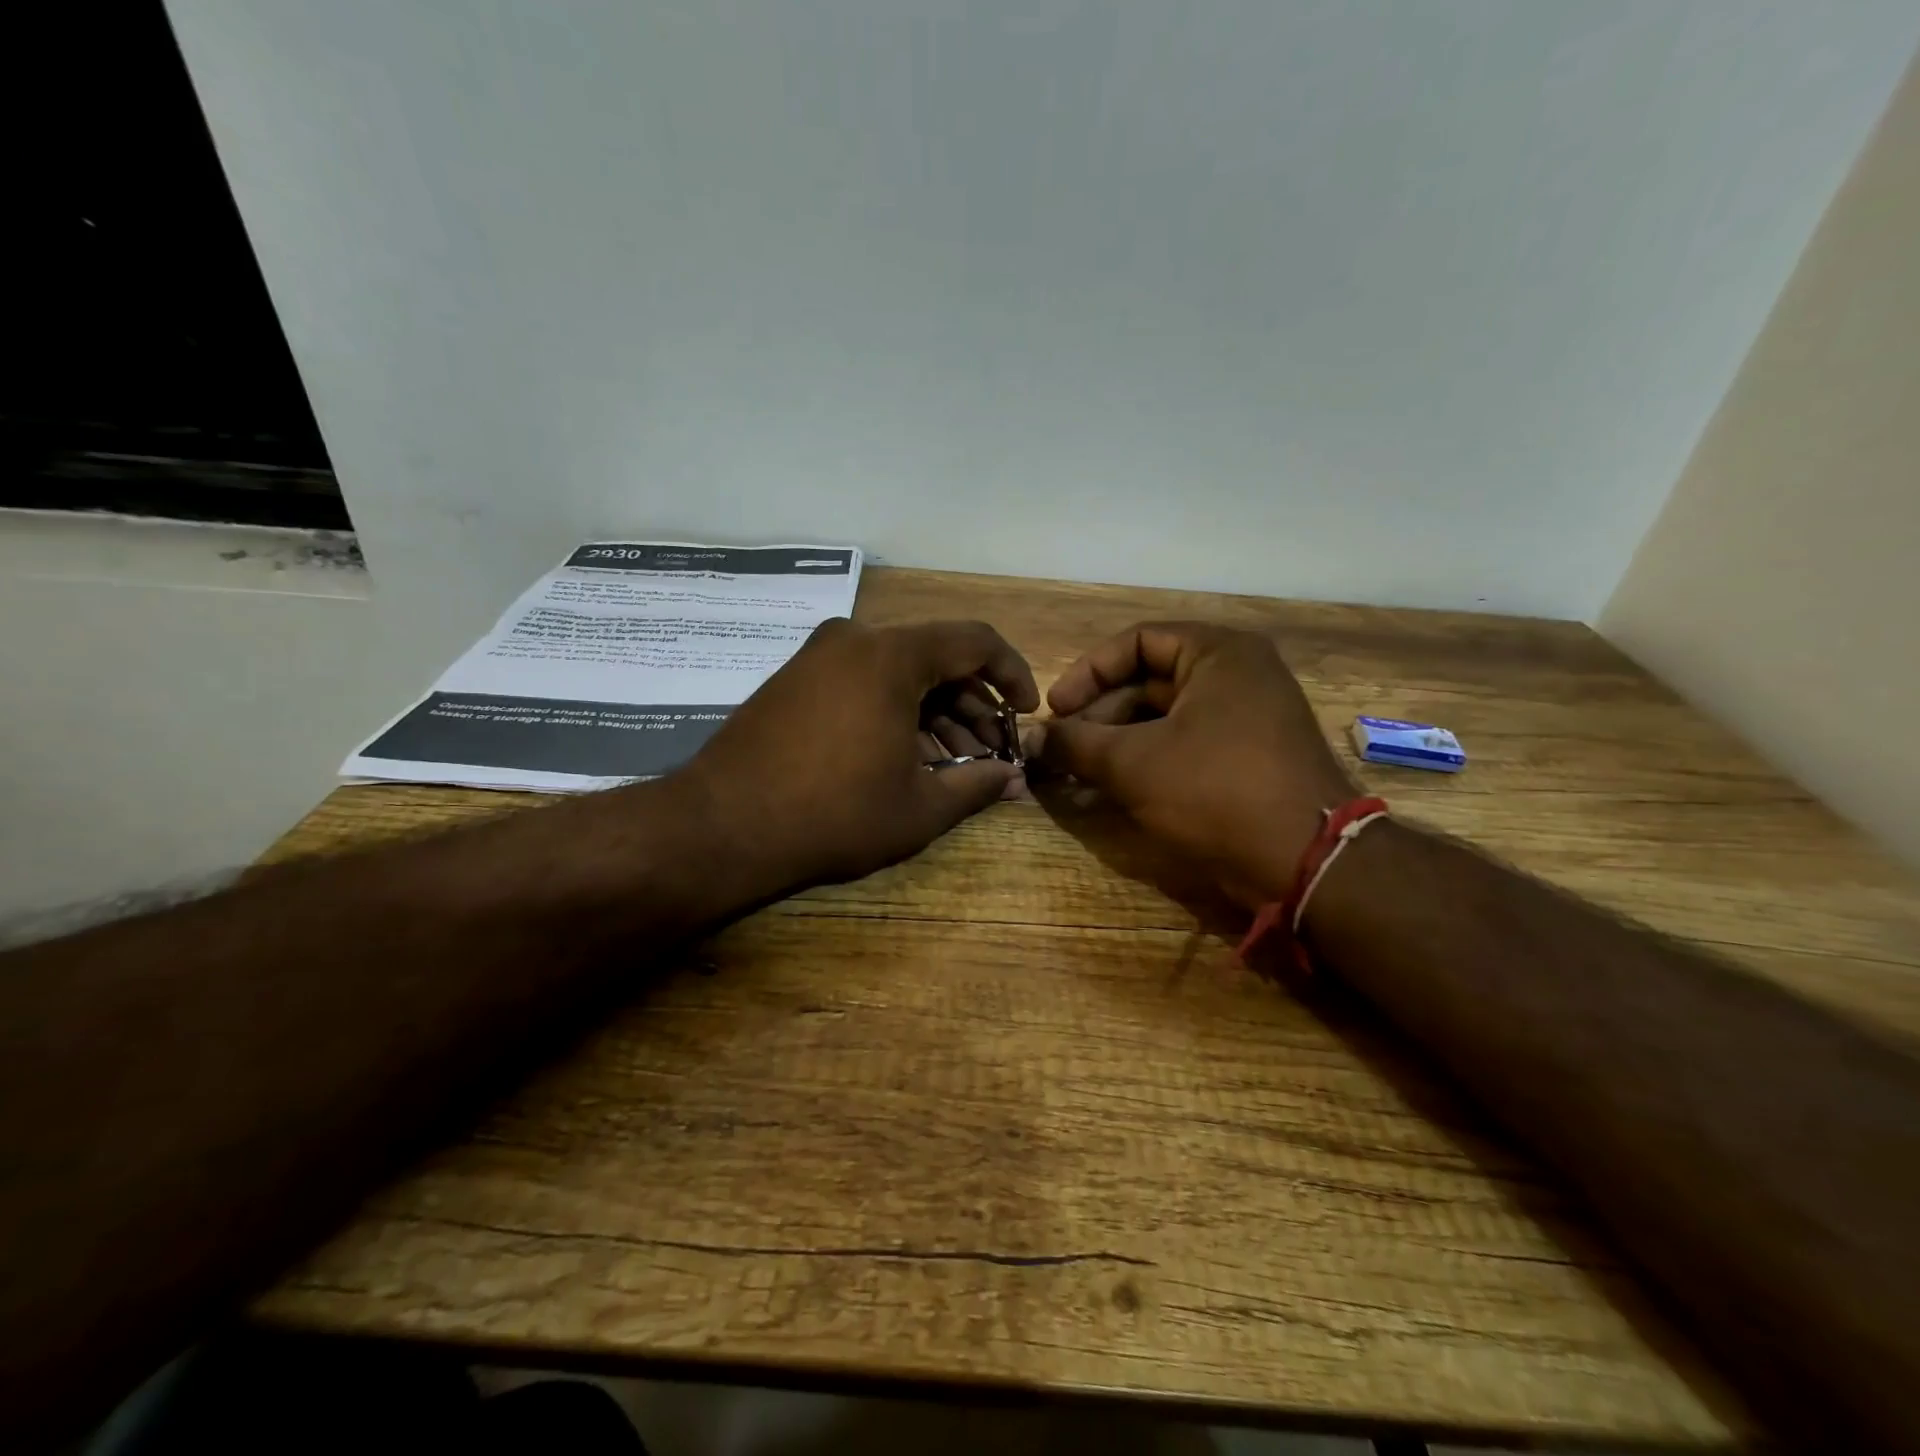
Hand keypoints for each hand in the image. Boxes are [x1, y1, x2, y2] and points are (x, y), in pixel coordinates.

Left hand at [678, 618, 1038, 896]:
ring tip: (954, 765)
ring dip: (934, 713)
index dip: (1012, 674)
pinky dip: (895, 712)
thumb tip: (1015, 780)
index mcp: (891, 654)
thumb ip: (978, 785)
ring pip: (899, 673)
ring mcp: (818, 656)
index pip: (975, 641)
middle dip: (972, 706)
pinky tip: (906, 757)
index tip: (1025, 712)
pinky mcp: (795, 679)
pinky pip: (864, 682)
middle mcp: (855, 639)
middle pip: (936, 658)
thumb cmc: (833, 814)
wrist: (722, 826)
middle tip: (990, 754)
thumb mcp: (918, 807)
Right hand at [1035, 622, 1356, 906]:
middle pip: (1149, 680)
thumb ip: (1075, 743)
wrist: (1306, 862)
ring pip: (1164, 716)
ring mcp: (1246, 716)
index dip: (1087, 673)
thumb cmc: (1216, 791)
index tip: (1055, 709)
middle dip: (1098, 714)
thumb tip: (1032, 738)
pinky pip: (1184, 743)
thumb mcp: (1133, 764)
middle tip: (1061, 747)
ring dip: (1116, 741)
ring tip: (1078, 771)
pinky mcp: (1247, 756)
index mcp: (1219, 654)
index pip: (1136, 642)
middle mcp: (1237, 674)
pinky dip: (1146, 759)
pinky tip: (1110, 786)